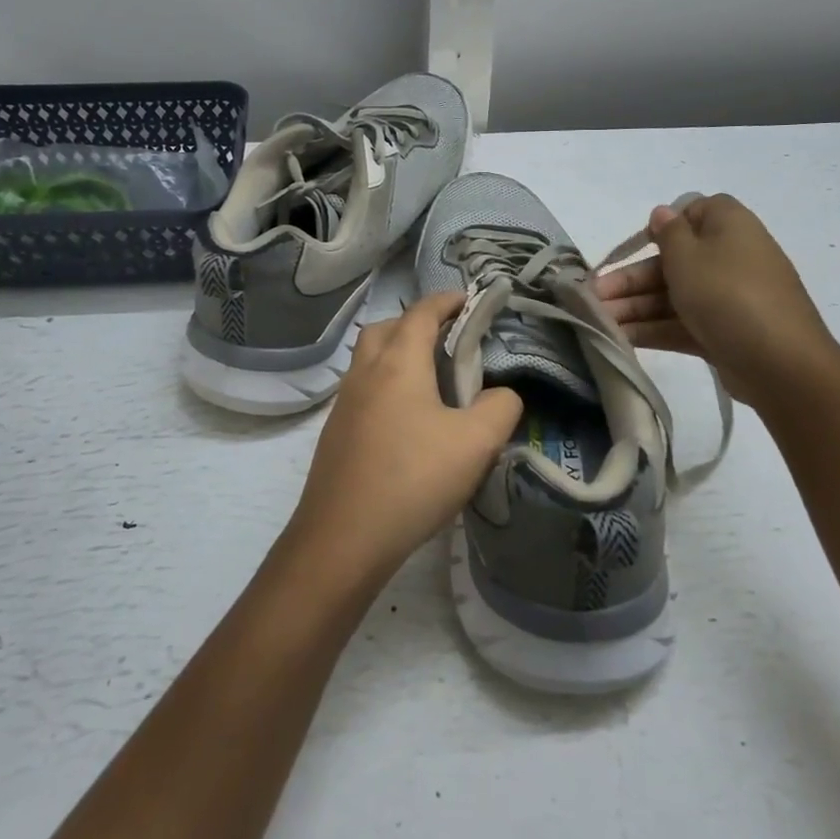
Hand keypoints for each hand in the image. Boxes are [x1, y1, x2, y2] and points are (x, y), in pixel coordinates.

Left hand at [287, 292, 522, 583]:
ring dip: (398, 354)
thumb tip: (503, 395)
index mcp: (398, 362)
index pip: (422, 313)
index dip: (447, 300)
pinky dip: (386, 385)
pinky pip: (363, 390)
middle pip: (387, 328)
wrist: (343, 538)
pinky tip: (408, 420)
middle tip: (448, 340)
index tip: (470, 300)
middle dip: (417, 323)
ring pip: (370, 359)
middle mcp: (365, 372)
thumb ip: (501, 408)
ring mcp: (344, 403)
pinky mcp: (336, 433)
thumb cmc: (413, 479)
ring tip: (432, 380)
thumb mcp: (476, 443)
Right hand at [595, 193, 839, 408]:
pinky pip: (683, 323)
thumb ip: (668, 233)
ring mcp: (728, 298)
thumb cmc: (727, 293)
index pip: (695, 213)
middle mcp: (731, 257)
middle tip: (593, 296)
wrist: (780, 362)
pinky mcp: (724, 332)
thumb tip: (663, 212)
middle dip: (631, 279)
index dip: (664, 227)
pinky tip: (619, 338)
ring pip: (674, 295)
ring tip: (597, 322)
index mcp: (729, 227)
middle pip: (673, 261)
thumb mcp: (688, 256)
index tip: (639, 245)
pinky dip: (653, 328)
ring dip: (634, 306)